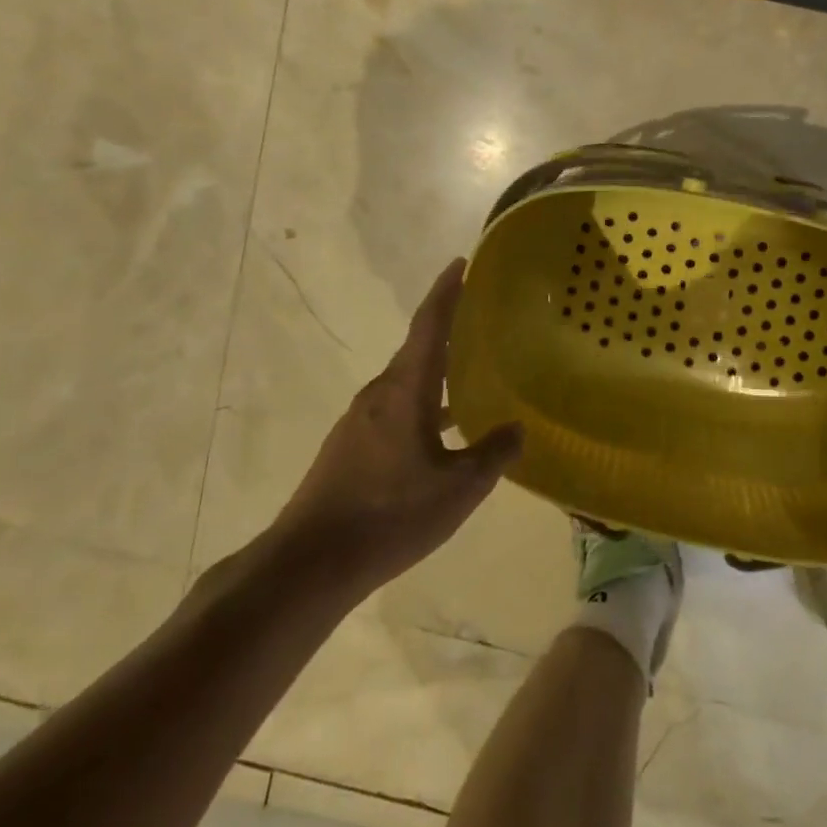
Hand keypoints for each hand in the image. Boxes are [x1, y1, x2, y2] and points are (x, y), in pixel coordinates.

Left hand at [275, 259, 521, 598]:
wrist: (309, 563)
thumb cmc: (389, 515)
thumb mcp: (457, 489)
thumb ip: (492, 454)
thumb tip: (517, 429)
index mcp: (405, 389)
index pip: (429, 324)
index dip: (447, 291)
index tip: (462, 263)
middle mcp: (380, 394)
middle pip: (418, 349)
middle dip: (448, 330)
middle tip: (482, 321)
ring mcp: (360, 420)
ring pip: (407, 382)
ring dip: (437, 372)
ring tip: (471, 374)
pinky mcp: (350, 446)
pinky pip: (395, 408)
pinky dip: (423, 403)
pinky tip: (442, 431)